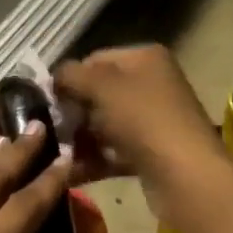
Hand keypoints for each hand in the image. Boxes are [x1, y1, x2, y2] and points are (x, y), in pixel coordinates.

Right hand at [54, 46, 223, 213]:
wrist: (184, 175)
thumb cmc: (141, 118)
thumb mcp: (99, 86)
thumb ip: (70, 75)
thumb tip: (53, 78)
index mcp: (144, 58)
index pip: (94, 60)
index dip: (69, 78)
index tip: (49, 101)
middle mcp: (152, 84)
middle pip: (98, 93)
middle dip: (73, 112)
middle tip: (51, 129)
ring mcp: (152, 120)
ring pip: (104, 124)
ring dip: (79, 139)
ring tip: (56, 153)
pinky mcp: (151, 152)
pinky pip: (113, 151)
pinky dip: (93, 160)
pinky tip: (69, 172)